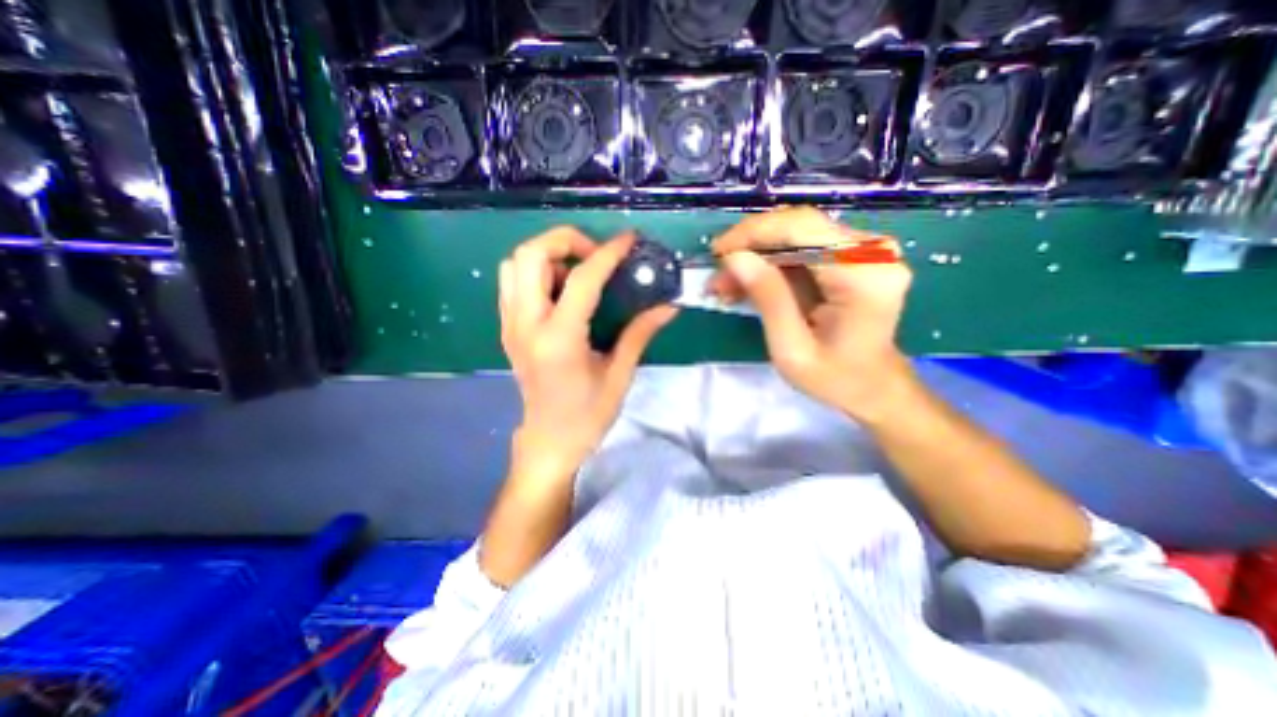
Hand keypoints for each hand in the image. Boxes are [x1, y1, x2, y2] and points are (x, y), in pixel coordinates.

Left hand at [498, 228, 676, 477]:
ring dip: (547, 254)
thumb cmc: (587, 416)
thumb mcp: (619, 375)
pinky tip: (562, 289)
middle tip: (596, 255)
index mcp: (559, 339)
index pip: (582, 279)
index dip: (608, 253)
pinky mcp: (507, 329)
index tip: (628, 240)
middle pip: (530, 255)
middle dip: (565, 240)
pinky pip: (512, 282)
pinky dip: (535, 271)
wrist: (548, 442)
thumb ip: (640, 333)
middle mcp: (526, 325)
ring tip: (578, 270)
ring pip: (514, 264)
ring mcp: (510, 326)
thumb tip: (668, 306)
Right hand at [718, 206, 916, 420]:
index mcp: (863, 275)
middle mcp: (870, 252)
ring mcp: (864, 251)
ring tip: (727, 284)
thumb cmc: (834, 378)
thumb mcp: (791, 349)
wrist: (872, 386)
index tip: (717, 253)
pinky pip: (802, 248)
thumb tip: (735, 258)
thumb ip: (768, 299)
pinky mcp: (852, 257)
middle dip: (750, 246)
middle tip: (718, 274)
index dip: (753, 233)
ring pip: (795, 235)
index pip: (801, 228)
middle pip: (798, 225)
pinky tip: (748, 283)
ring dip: (757, 256)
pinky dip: (771, 264)